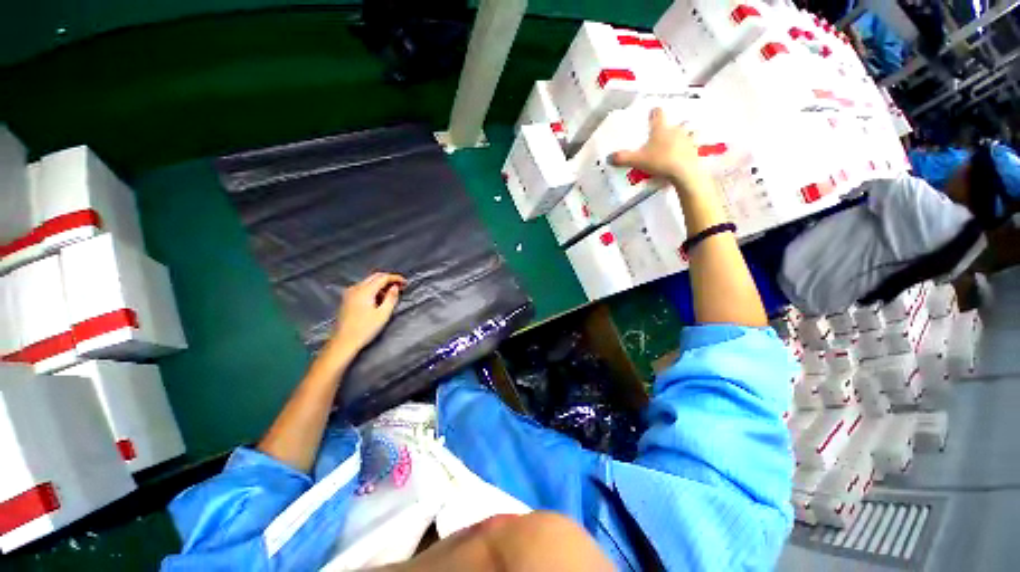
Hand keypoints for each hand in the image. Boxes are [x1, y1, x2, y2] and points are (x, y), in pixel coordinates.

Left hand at [332, 272, 407, 352]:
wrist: (344, 341)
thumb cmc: (365, 329)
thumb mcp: (383, 314)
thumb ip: (391, 298)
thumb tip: (395, 287)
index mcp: (365, 291)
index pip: (383, 278)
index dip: (395, 278)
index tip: (405, 283)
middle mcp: (356, 288)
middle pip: (375, 277)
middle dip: (388, 279)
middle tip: (400, 286)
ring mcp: (349, 293)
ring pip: (368, 281)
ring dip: (381, 284)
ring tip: (391, 294)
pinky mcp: (347, 299)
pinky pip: (362, 287)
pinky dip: (373, 289)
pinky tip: (378, 298)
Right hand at [609, 107, 711, 192]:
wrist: (683, 171)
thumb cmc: (659, 161)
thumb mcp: (637, 161)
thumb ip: (623, 158)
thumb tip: (608, 157)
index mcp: (660, 129)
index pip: (658, 115)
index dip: (654, 113)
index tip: (653, 111)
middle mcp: (675, 130)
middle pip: (675, 123)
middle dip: (672, 126)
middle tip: (667, 132)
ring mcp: (687, 139)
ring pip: (688, 132)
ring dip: (685, 135)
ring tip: (682, 140)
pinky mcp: (695, 150)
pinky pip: (693, 147)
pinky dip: (689, 149)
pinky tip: (686, 155)